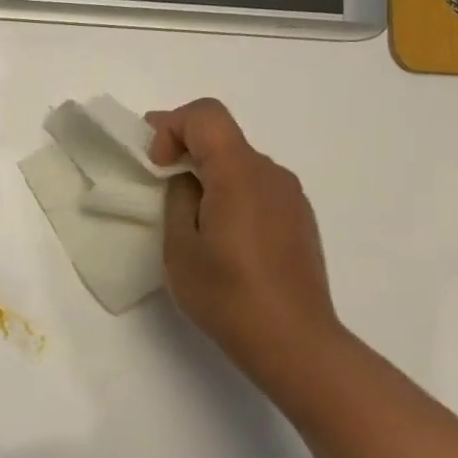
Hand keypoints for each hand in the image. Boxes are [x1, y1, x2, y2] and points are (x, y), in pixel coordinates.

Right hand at [148, 98, 346, 395]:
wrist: (293, 342)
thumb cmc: (227, 296)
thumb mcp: (181, 249)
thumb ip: (179, 201)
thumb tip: (190, 183)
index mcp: (240, 174)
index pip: (206, 115)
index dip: (172, 126)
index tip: (156, 165)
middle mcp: (272, 174)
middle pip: (224, 138)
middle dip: (185, 149)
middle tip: (158, 182)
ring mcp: (291, 197)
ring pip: (242, 165)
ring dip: (210, 175)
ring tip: (192, 220)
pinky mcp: (300, 220)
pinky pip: (259, 189)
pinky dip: (233, 194)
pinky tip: (225, 239)